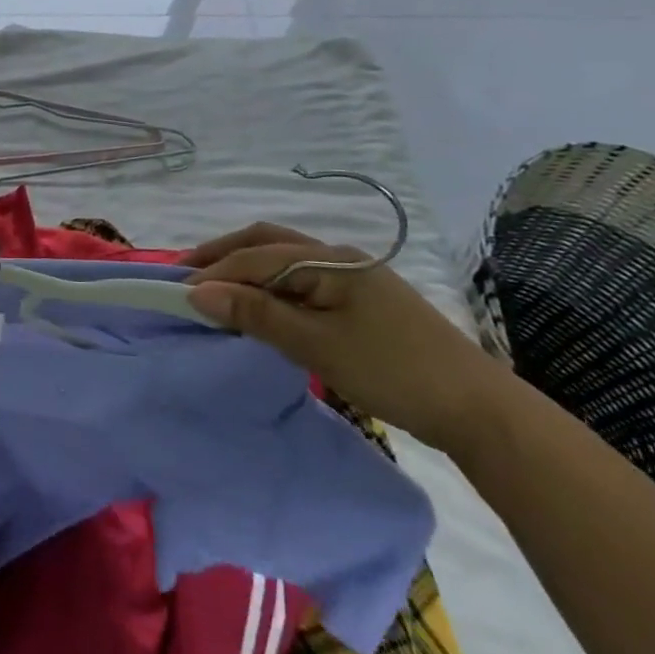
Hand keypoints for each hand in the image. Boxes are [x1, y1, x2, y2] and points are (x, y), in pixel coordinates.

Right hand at [182, 223, 506, 453]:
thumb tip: (198, 293)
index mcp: (328, 260)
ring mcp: (352, 278)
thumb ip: (255, 314)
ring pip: (283, 260)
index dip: (212, 274)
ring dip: (245, 269)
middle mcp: (337, 257)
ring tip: (213, 291)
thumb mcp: (315, 344)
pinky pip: (300, 282)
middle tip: (185, 277)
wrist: (479, 411)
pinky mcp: (359, 302)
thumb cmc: (393, 371)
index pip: (254, 258)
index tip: (174, 294)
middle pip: (266, 242)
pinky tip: (258, 307)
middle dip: (223, 255)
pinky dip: (268, 287)